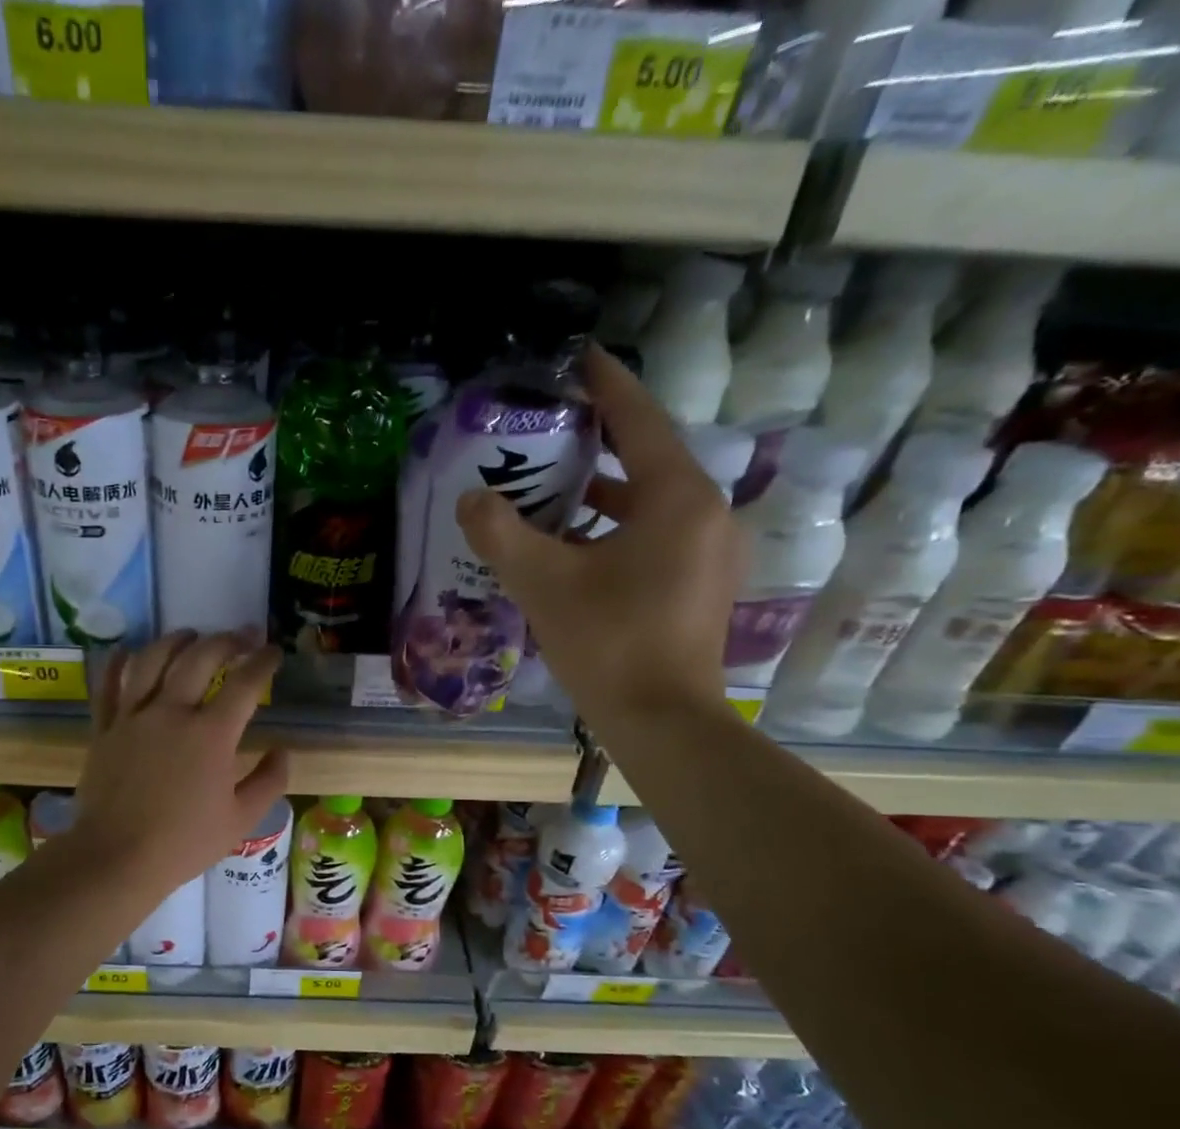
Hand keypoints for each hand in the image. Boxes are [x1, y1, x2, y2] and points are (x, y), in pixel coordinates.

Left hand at [73, 631, 290, 895]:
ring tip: (190, 635)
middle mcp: (171, 713)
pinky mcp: (104, 729)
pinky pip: (108, 685)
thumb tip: (282, 751)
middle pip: (199, 658)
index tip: (273, 652)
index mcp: (211, 735)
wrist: (116, 858)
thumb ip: (269, 781)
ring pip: (152, 660)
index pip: (244, 683)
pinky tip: (128, 650)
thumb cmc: (184, 843)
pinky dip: (118, 662)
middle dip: (226, 640)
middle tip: (241, 637)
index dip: (263, 661)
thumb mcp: (241, 820)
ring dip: (175, 641)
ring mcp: (132, 717)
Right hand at [457, 347, 744, 732]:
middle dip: (597, 444)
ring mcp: (709, 552)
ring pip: (650, 503)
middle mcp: (705, 513)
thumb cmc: (607, 641)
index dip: (607, 386)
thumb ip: (501, 534)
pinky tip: (576, 546)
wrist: (661, 720)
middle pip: (647, 460)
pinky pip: (656, 536)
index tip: (580, 358)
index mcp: (677, 497)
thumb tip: (470, 499)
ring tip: (551, 488)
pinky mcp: (700, 585)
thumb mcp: (542, 582)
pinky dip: (617, 528)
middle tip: (549, 431)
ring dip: (603, 493)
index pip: (638, 421)